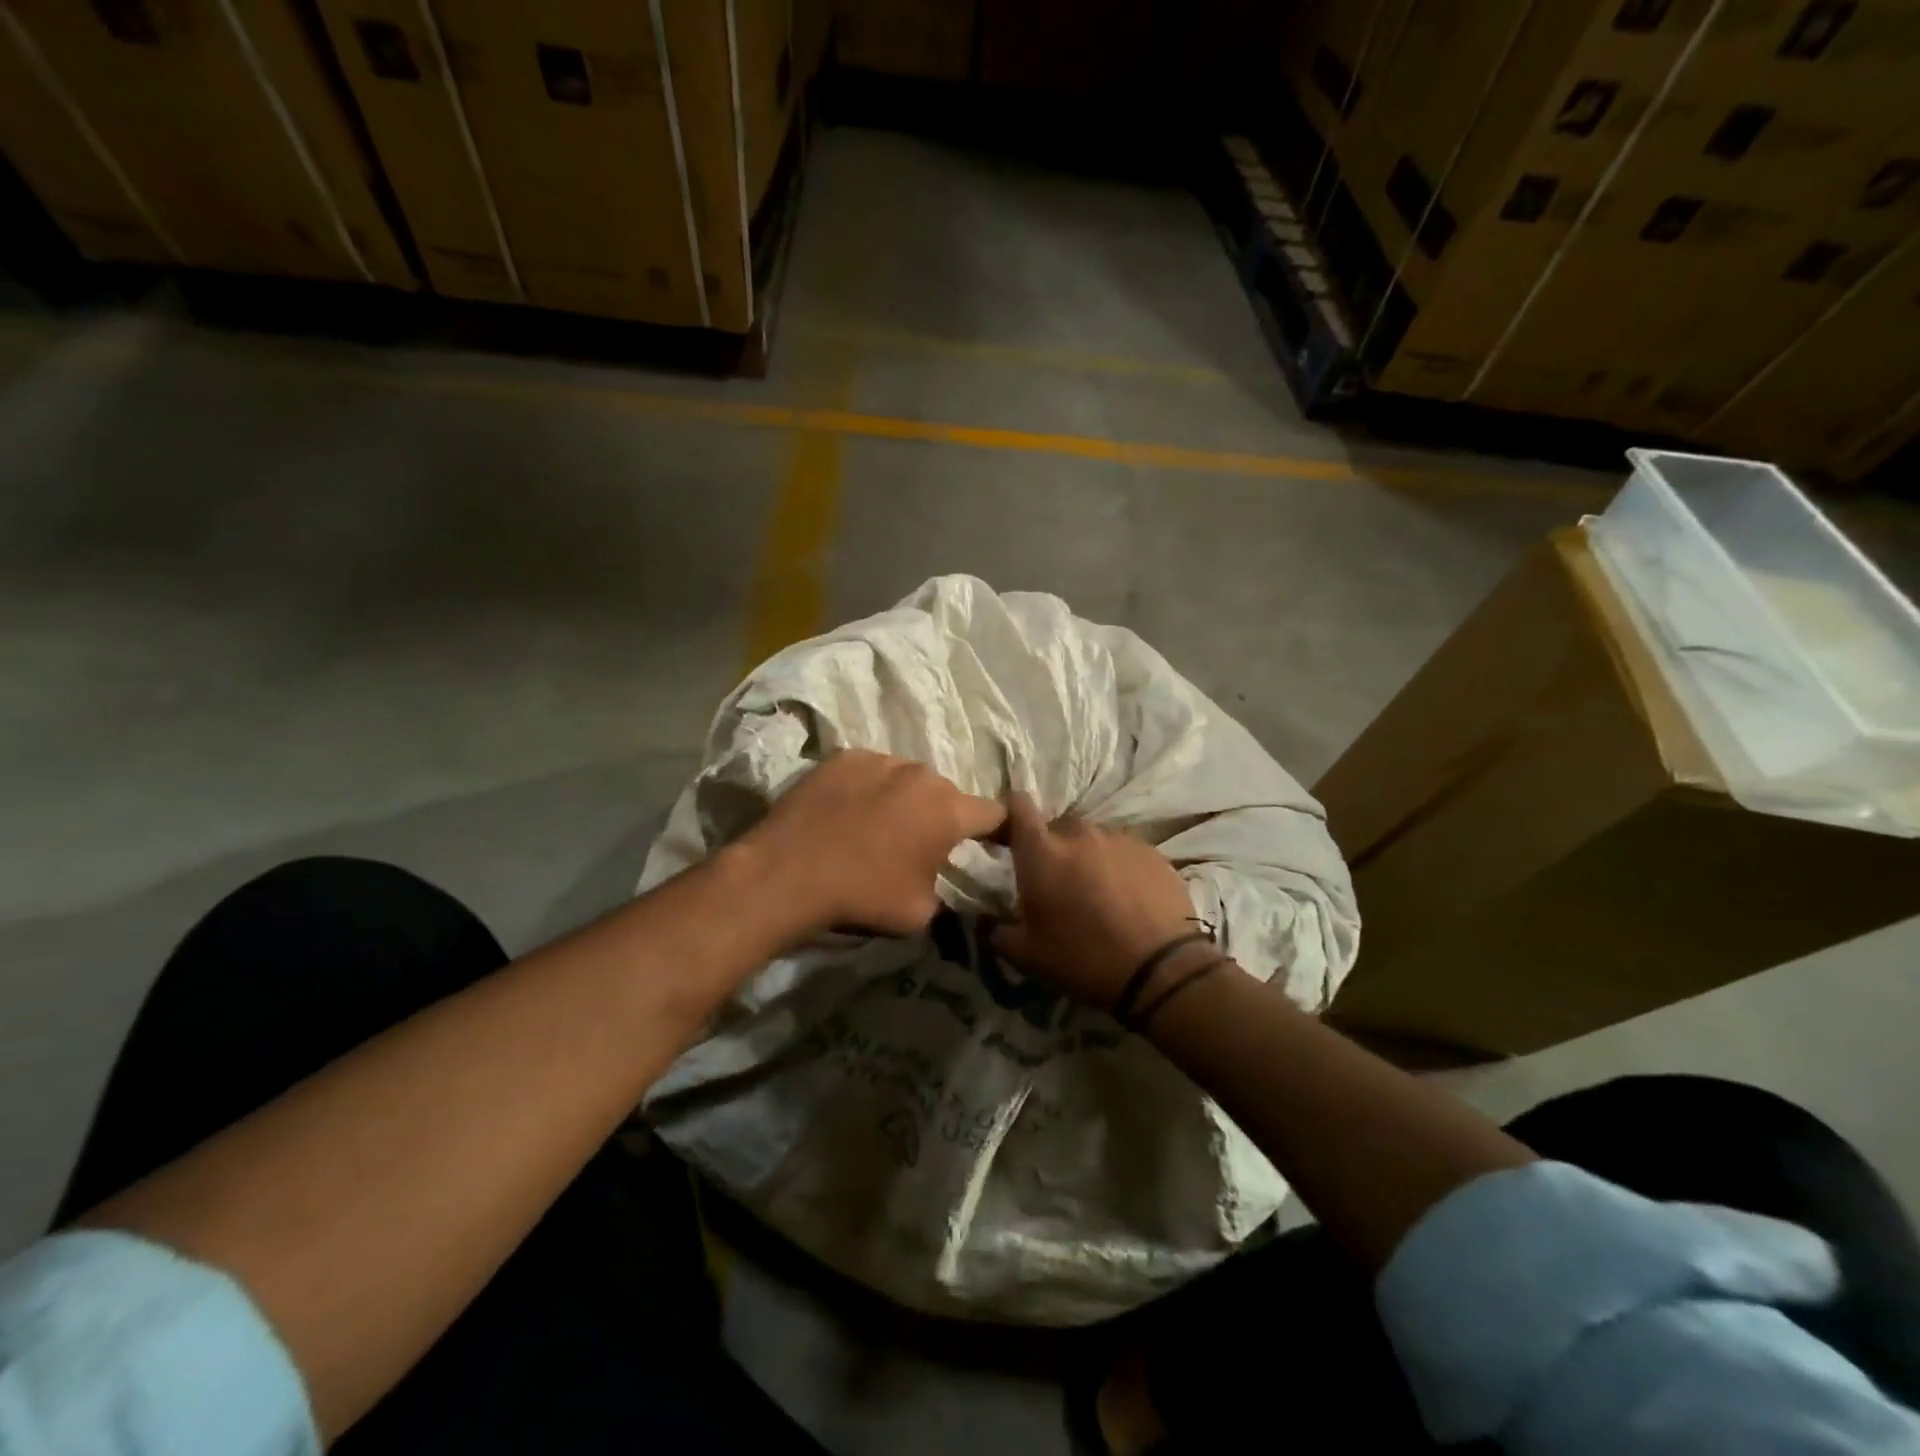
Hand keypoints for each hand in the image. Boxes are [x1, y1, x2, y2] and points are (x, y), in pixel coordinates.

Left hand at [738, 749, 1005, 936]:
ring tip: (880, 826)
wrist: (788, 872)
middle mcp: (921, 775)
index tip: (997, 844)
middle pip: (946, 794)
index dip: (1001, 831)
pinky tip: (849, 811)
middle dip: (942, 817)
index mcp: (949, 810)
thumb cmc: (863, 895)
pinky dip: (870, 788)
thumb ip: (948, 896)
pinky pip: (872, 770)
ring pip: (907, 779)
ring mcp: (881, 759)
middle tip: (923, 844)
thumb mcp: (920, 914)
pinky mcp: (845, 756)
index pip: (994, 813)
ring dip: (905, 799)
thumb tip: (951, 893)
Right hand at [991, 793, 1199, 1007]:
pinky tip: (1127, 897)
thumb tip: (983, 919)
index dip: (1012, 814)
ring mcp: (1118, 839)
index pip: (1019, 806)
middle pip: (1058, 827)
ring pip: (1093, 838)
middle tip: (1058, 881)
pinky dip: (1119, 866)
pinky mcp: (1151, 851)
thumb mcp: (1027, 955)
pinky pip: (1124, 850)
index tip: (1012, 834)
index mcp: (1041, 852)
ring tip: (1096, 892)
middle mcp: (1078, 834)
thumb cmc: (1083, 958)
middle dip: (1053, 847)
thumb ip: (996, 931)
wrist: (1160, 970)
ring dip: (1088, 857)